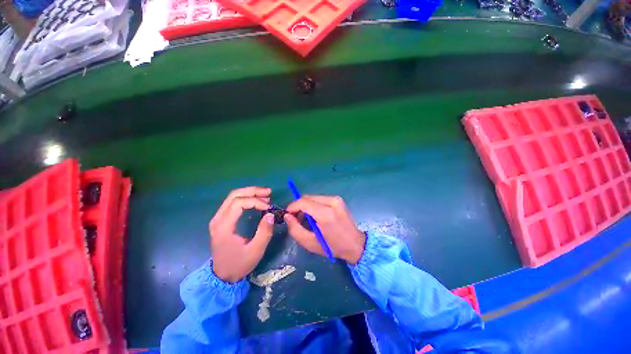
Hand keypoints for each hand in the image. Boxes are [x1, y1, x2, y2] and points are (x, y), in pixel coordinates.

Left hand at [209, 187, 274, 282]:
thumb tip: (271, 214)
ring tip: (266, 196)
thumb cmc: (239, 264)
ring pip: (233, 196)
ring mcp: (218, 218)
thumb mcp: (255, 251)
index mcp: (224, 226)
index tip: (268, 207)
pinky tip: (257, 201)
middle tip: (269, 193)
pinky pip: (233, 202)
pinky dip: (246, 198)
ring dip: (250, 193)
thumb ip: (264, 232)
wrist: (222, 276)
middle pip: (234, 195)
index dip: (255, 201)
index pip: (238, 203)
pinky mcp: (222, 220)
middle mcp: (218, 219)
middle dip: (253, 191)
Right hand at [284, 195, 365, 263]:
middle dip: (298, 207)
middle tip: (295, 219)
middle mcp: (332, 201)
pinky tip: (314, 216)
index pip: (303, 202)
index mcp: (325, 213)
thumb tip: (287, 216)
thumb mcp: (310, 243)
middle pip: (307, 197)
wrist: (355, 244)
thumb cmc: (332, 247)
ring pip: (313, 197)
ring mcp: (336, 199)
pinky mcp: (338, 199)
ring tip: (305, 219)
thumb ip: (295, 229)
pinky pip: (320, 199)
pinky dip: (313, 205)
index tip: (287, 215)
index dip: (292, 207)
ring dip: (306, 206)